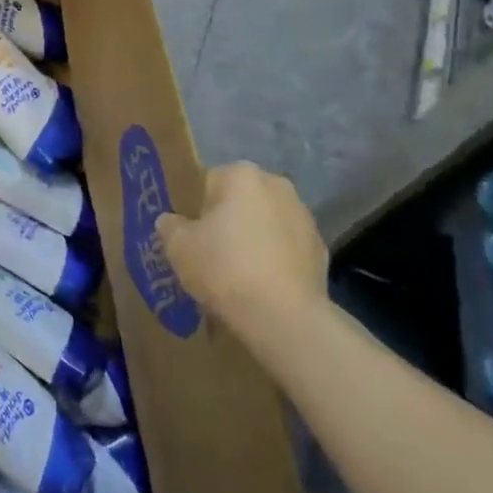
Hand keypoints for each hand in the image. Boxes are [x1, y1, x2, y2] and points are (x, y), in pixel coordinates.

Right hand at [155, 162, 328, 340]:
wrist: (285, 318)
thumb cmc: (224, 268)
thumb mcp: (178, 246)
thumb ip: (169, 226)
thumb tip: (170, 221)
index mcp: (241, 175)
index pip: (209, 182)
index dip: (197, 210)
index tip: (193, 236)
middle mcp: (277, 185)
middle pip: (241, 200)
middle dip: (228, 220)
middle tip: (212, 252)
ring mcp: (305, 217)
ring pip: (266, 222)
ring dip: (254, 238)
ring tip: (239, 274)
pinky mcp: (322, 250)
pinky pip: (287, 248)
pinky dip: (275, 260)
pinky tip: (263, 286)